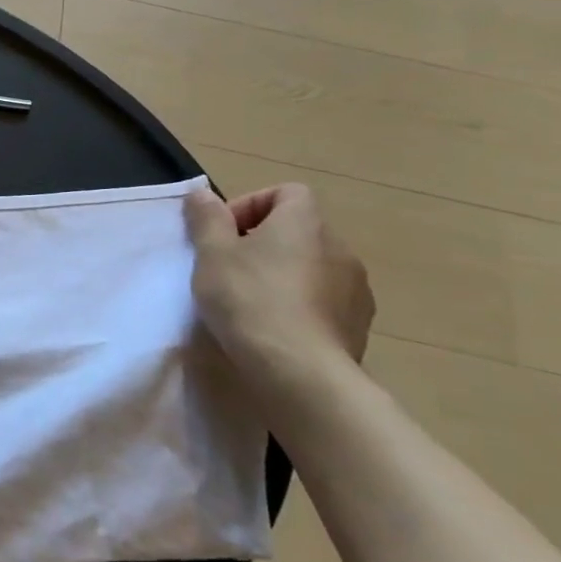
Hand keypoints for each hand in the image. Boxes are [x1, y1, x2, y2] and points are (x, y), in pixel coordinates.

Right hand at [183, 184, 374, 385]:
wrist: (299, 369)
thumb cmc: (249, 298)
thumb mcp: (211, 253)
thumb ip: (206, 218)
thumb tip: (201, 192)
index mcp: (305, 222)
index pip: (287, 192)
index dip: (252, 205)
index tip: (224, 233)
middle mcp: (339, 247)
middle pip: (299, 230)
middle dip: (263, 243)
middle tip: (229, 268)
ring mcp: (356, 288)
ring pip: (313, 266)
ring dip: (284, 274)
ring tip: (251, 301)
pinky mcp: (359, 324)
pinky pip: (325, 300)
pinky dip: (301, 304)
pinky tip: (275, 327)